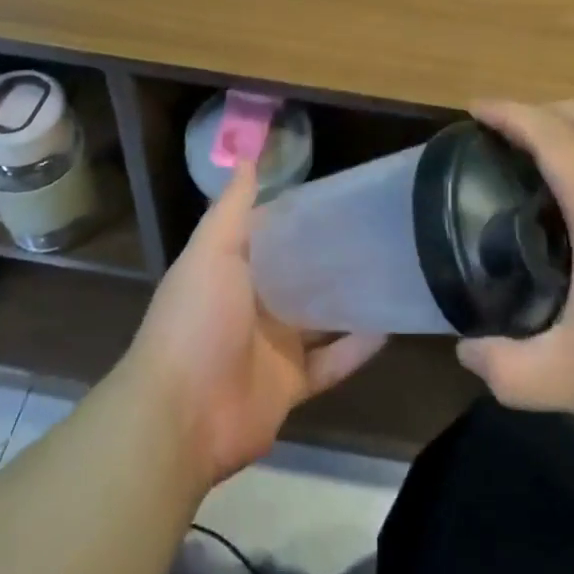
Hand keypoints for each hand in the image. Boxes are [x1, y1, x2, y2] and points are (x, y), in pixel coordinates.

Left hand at [124, 162, 386, 488]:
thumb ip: (232, 209)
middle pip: (298, 276)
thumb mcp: (212, 252)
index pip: (270, 237)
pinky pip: (330, 364)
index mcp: (230, 272)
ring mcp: (272, 347)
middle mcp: (252, 305)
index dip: (298, 218)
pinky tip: (389, 326)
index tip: (339, 196)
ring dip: (348, 301)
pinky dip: (356, 349)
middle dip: (330, 258)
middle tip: (376, 231)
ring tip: (390, 271)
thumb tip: (246, 158)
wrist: (182, 415)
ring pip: (318, 319)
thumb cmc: (197, 320)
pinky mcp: (291, 385)